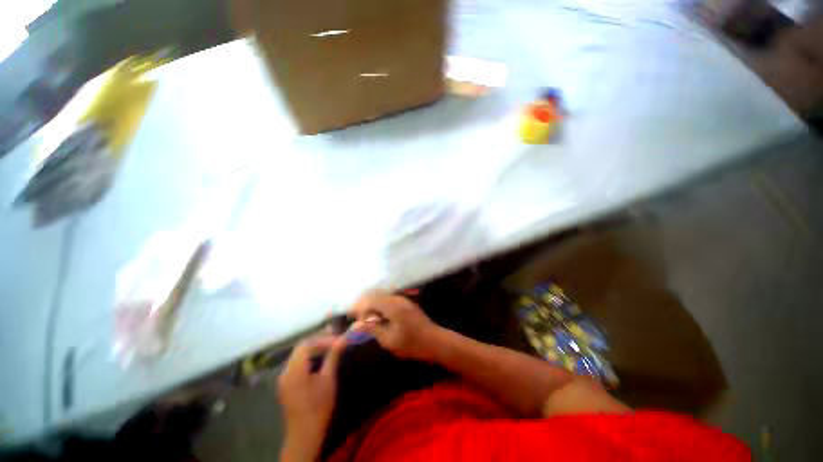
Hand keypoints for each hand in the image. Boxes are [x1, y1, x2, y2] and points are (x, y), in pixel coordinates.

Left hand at [278, 335, 345, 461]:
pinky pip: (297, 363)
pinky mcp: (286, 384)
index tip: (338, 341)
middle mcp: (285, 371)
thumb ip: (333, 356)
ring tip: (331, 348)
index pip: (307, 343)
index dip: (323, 339)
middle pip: (301, 347)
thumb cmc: (318, 407)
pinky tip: (320, 361)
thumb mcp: (328, 379)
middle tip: (336, 341)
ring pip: (299, 355)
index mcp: (294, 369)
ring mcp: (284, 378)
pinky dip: (309, 358)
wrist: (304, 435)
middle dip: (319, 342)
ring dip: (315, 349)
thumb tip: (343, 339)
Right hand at [349, 291, 441, 360]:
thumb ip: (373, 329)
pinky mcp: (405, 302)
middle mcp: (397, 298)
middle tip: (358, 318)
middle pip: (375, 294)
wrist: (434, 340)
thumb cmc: (412, 344)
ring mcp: (402, 299)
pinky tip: (378, 316)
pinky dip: (380, 304)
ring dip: (372, 303)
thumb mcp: (390, 340)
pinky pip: (388, 298)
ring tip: (366, 318)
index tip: (353, 319)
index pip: (371, 300)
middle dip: (364, 303)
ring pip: (382, 295)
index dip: (360, 308)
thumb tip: (357, 325)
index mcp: (393, 306)